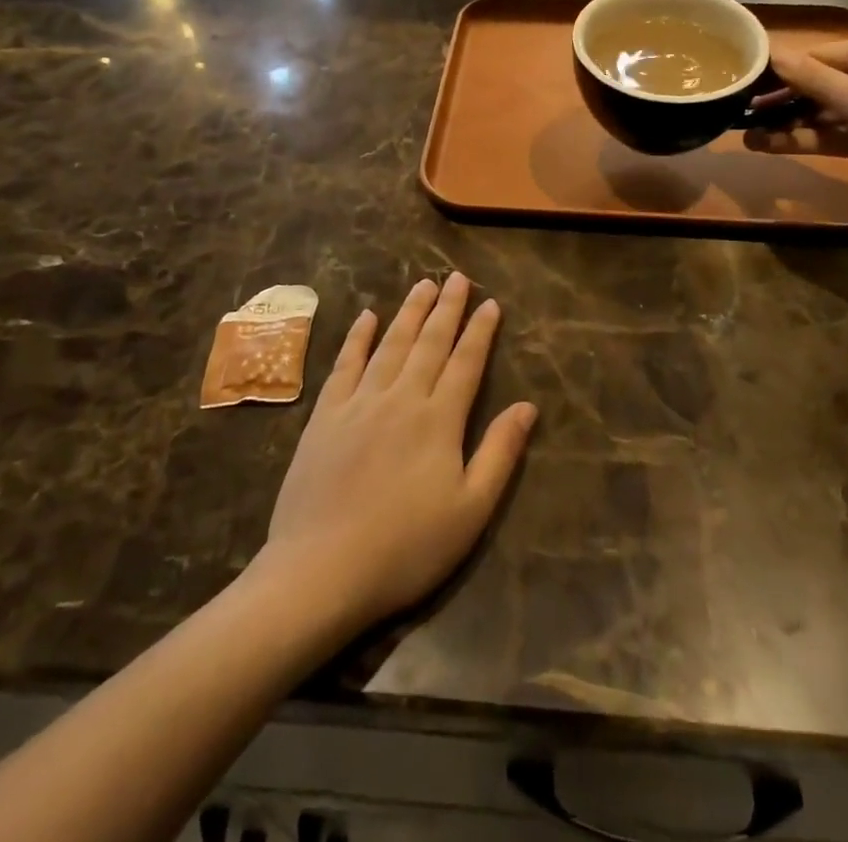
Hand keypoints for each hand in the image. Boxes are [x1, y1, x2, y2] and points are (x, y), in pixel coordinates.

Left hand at [256, 275, 536, 636]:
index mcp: (439, 420)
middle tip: (456, 277)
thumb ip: (500, 453)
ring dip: (409, 312)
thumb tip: (527, 406)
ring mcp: (359, 403)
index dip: (480, 331)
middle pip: (429, 343)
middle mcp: (401, 398)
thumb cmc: (406, 548)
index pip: (466, 362)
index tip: (490, 303)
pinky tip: (366, 317)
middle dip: (446, 308)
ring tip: (422, 285)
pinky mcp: (325, 416)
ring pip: (390, 344)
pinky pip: (345, 364)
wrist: (321, 571)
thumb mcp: (471, 511)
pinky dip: (358, 338)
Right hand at [747, 38, 847, 208]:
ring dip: (784, 124)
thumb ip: (811, 78)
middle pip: (815, 85)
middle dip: (778, 100)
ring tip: (743, 134)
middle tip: (737, 110)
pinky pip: (828, 136)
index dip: (781, 68)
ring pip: (818, 114)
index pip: (817, 56)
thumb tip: (769, 51)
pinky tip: (767, 146)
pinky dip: (801, 140)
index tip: (743, 78)